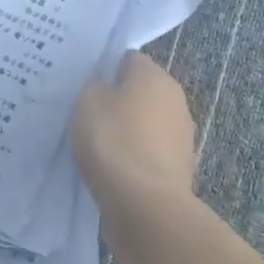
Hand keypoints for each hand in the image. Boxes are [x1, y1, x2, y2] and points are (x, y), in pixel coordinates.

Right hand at [72, 51, 196, 213]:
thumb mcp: (87, 102)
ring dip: (125, 131)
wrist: (144, 204)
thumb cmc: (113, 141)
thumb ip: (94, 86)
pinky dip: (131, 157)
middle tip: (84, 112)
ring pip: (144, 124)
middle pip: (139, 92)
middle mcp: (176, 101)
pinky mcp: (177, 168)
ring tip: (94, 144)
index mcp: (155, 77)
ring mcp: (181, 137)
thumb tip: (103, 86)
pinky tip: (110, 168)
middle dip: (115, 100)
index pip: (128, 59)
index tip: (82, 83)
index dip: (104, 67)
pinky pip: (147, 153)